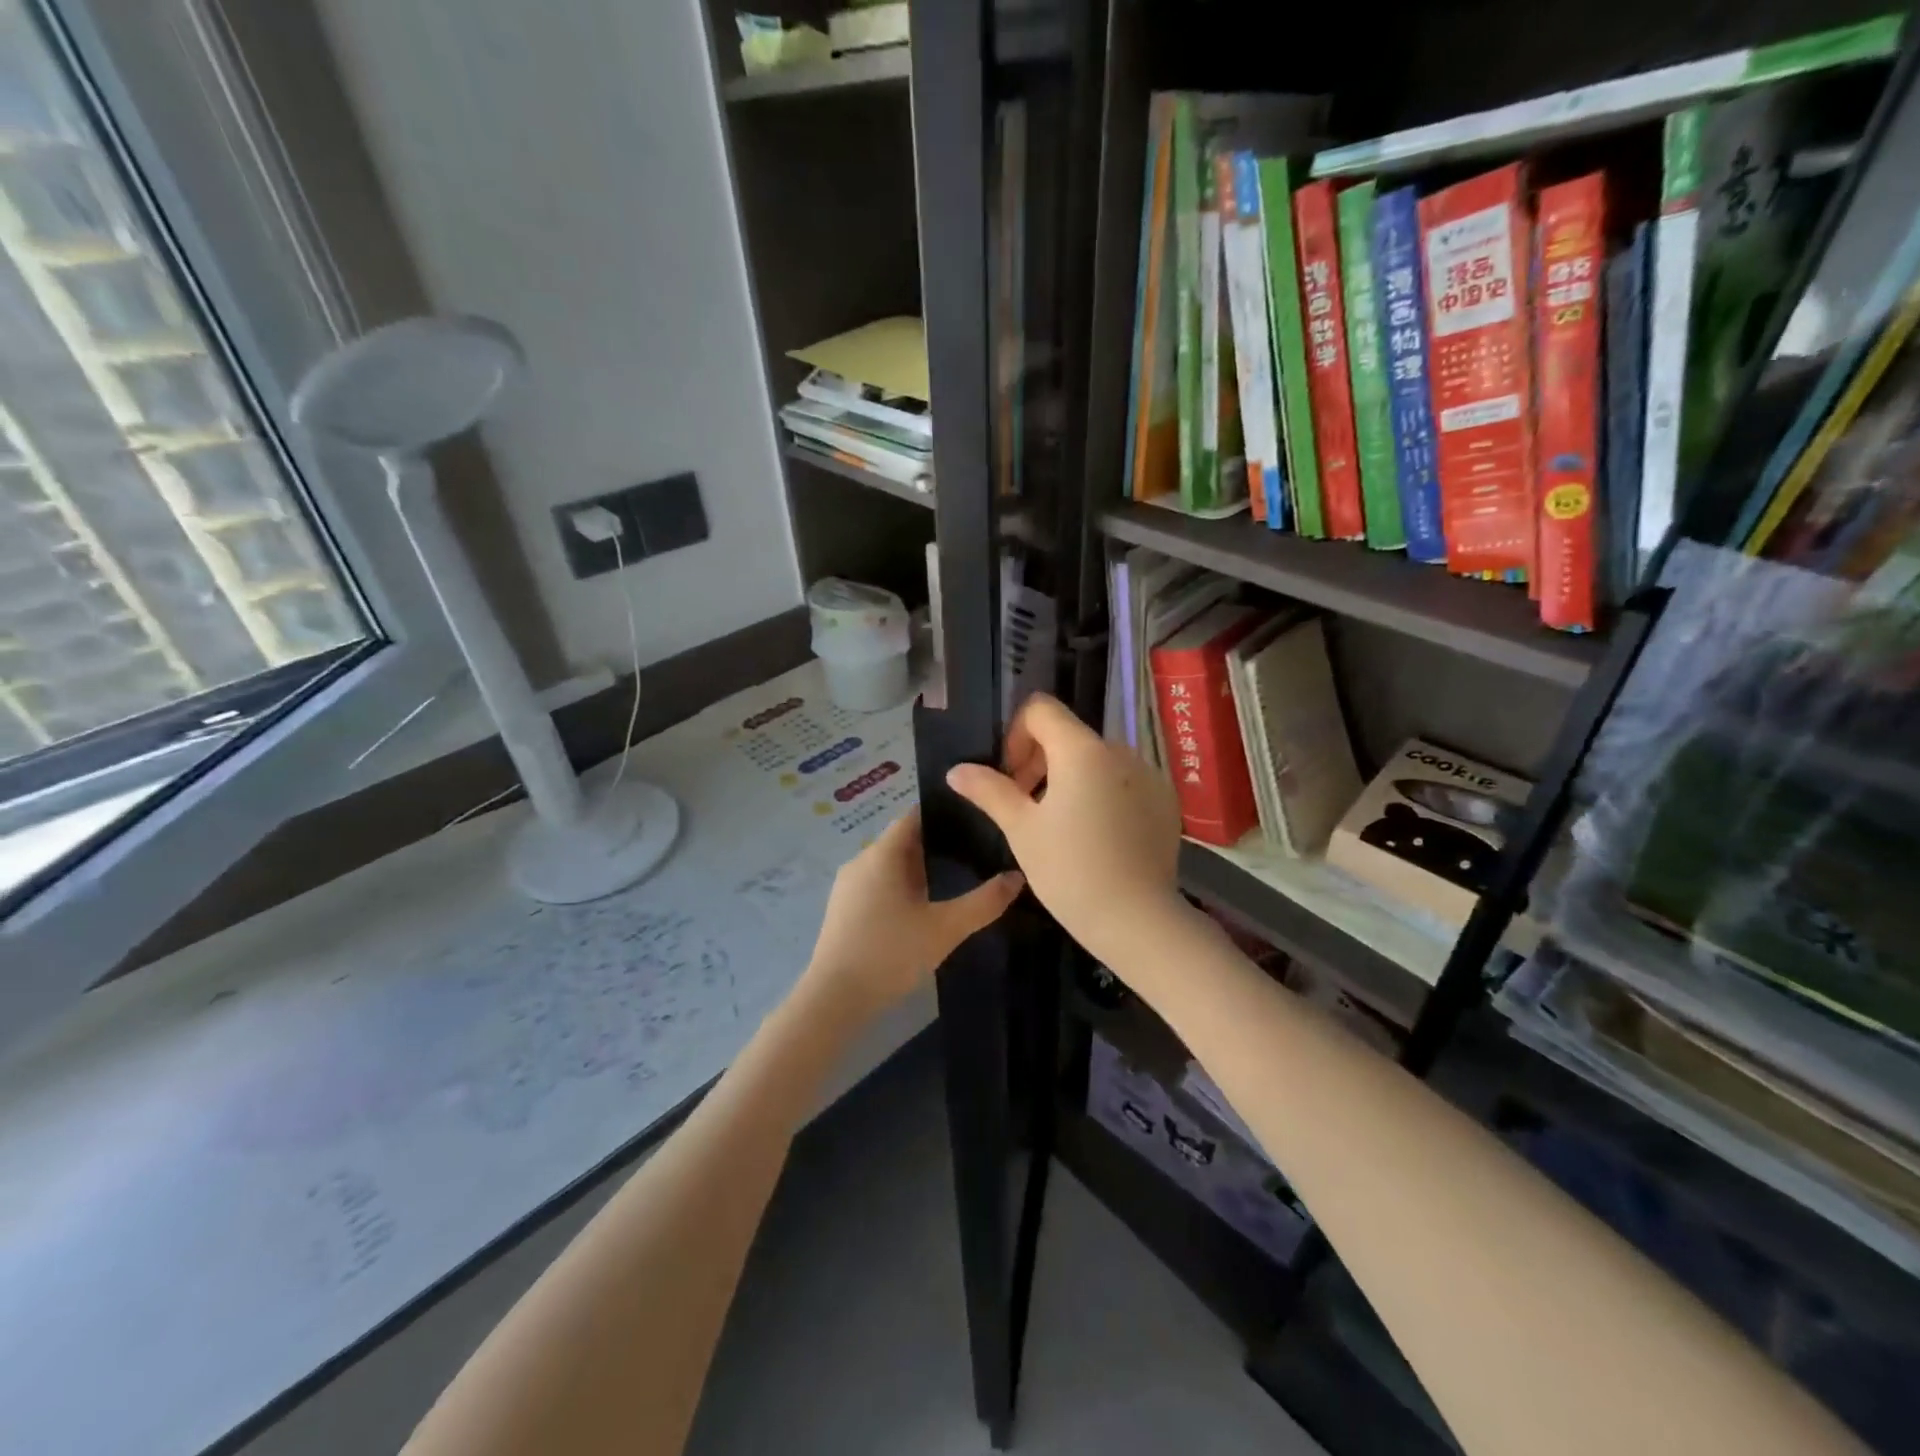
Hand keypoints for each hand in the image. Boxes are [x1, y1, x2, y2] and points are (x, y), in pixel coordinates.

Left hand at [802, 808, 1023, 1019]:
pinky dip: (902, 887)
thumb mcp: (945, 929)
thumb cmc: (890, 953)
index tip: (976, 819)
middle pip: (904, 840)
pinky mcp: (843, 910)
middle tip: (976, 853)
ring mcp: (848, 886)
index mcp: (883, 853)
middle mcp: (861, 860)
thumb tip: (1017, 877)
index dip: (945, 814)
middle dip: (938, 844)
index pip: (915, 816)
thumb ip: (984, 902)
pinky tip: (923, 908)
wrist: (834, 999)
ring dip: (920, 869)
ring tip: (957, 879)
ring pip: (890, 865)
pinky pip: (878, 884)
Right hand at [946, 694, 1183, 962]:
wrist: (1138, 920)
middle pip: (1069, 735)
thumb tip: (956, 770)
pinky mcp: (1165, 800)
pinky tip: (1097, 837)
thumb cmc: (1070, 871)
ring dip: (1071, 779)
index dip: (1016, 735)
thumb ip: (989, 790)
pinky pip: (1124, 781)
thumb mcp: (1021, 829)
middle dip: (1040, 761)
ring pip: (1097, 760)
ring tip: (1061, 826)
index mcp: (1082, 750)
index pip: (1041, 709)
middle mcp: (1120, 750)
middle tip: (1027, 806)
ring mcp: (1149, 774)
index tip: (1011, 776)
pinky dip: (1103, 794)